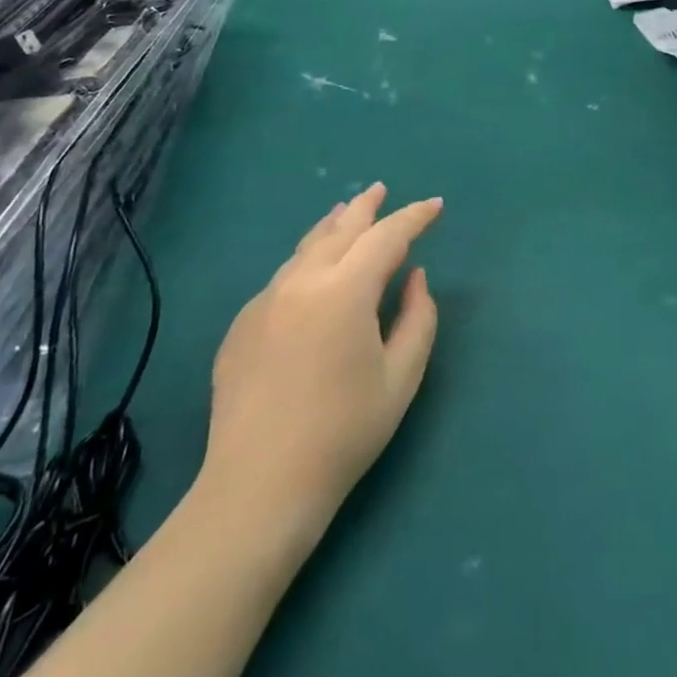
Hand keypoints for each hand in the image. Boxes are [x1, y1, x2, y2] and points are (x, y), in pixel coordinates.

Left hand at [201, 184, 440, 525]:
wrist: (259, 486)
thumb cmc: (344, 432)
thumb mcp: (401, 377)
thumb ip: (418, 318)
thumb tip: (414, 277)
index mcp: (345, 291)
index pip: (387, 237)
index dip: (414, 217)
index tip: (434, 206)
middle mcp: (301, 282)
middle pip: (340, 228)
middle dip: (367, 207)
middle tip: (383, 190)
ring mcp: (265, 301)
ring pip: (305, 247)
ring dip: (332, 227)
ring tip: (347, 213)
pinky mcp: (242, 324)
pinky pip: (283, 277)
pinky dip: (307, 260)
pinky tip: (313, 271)